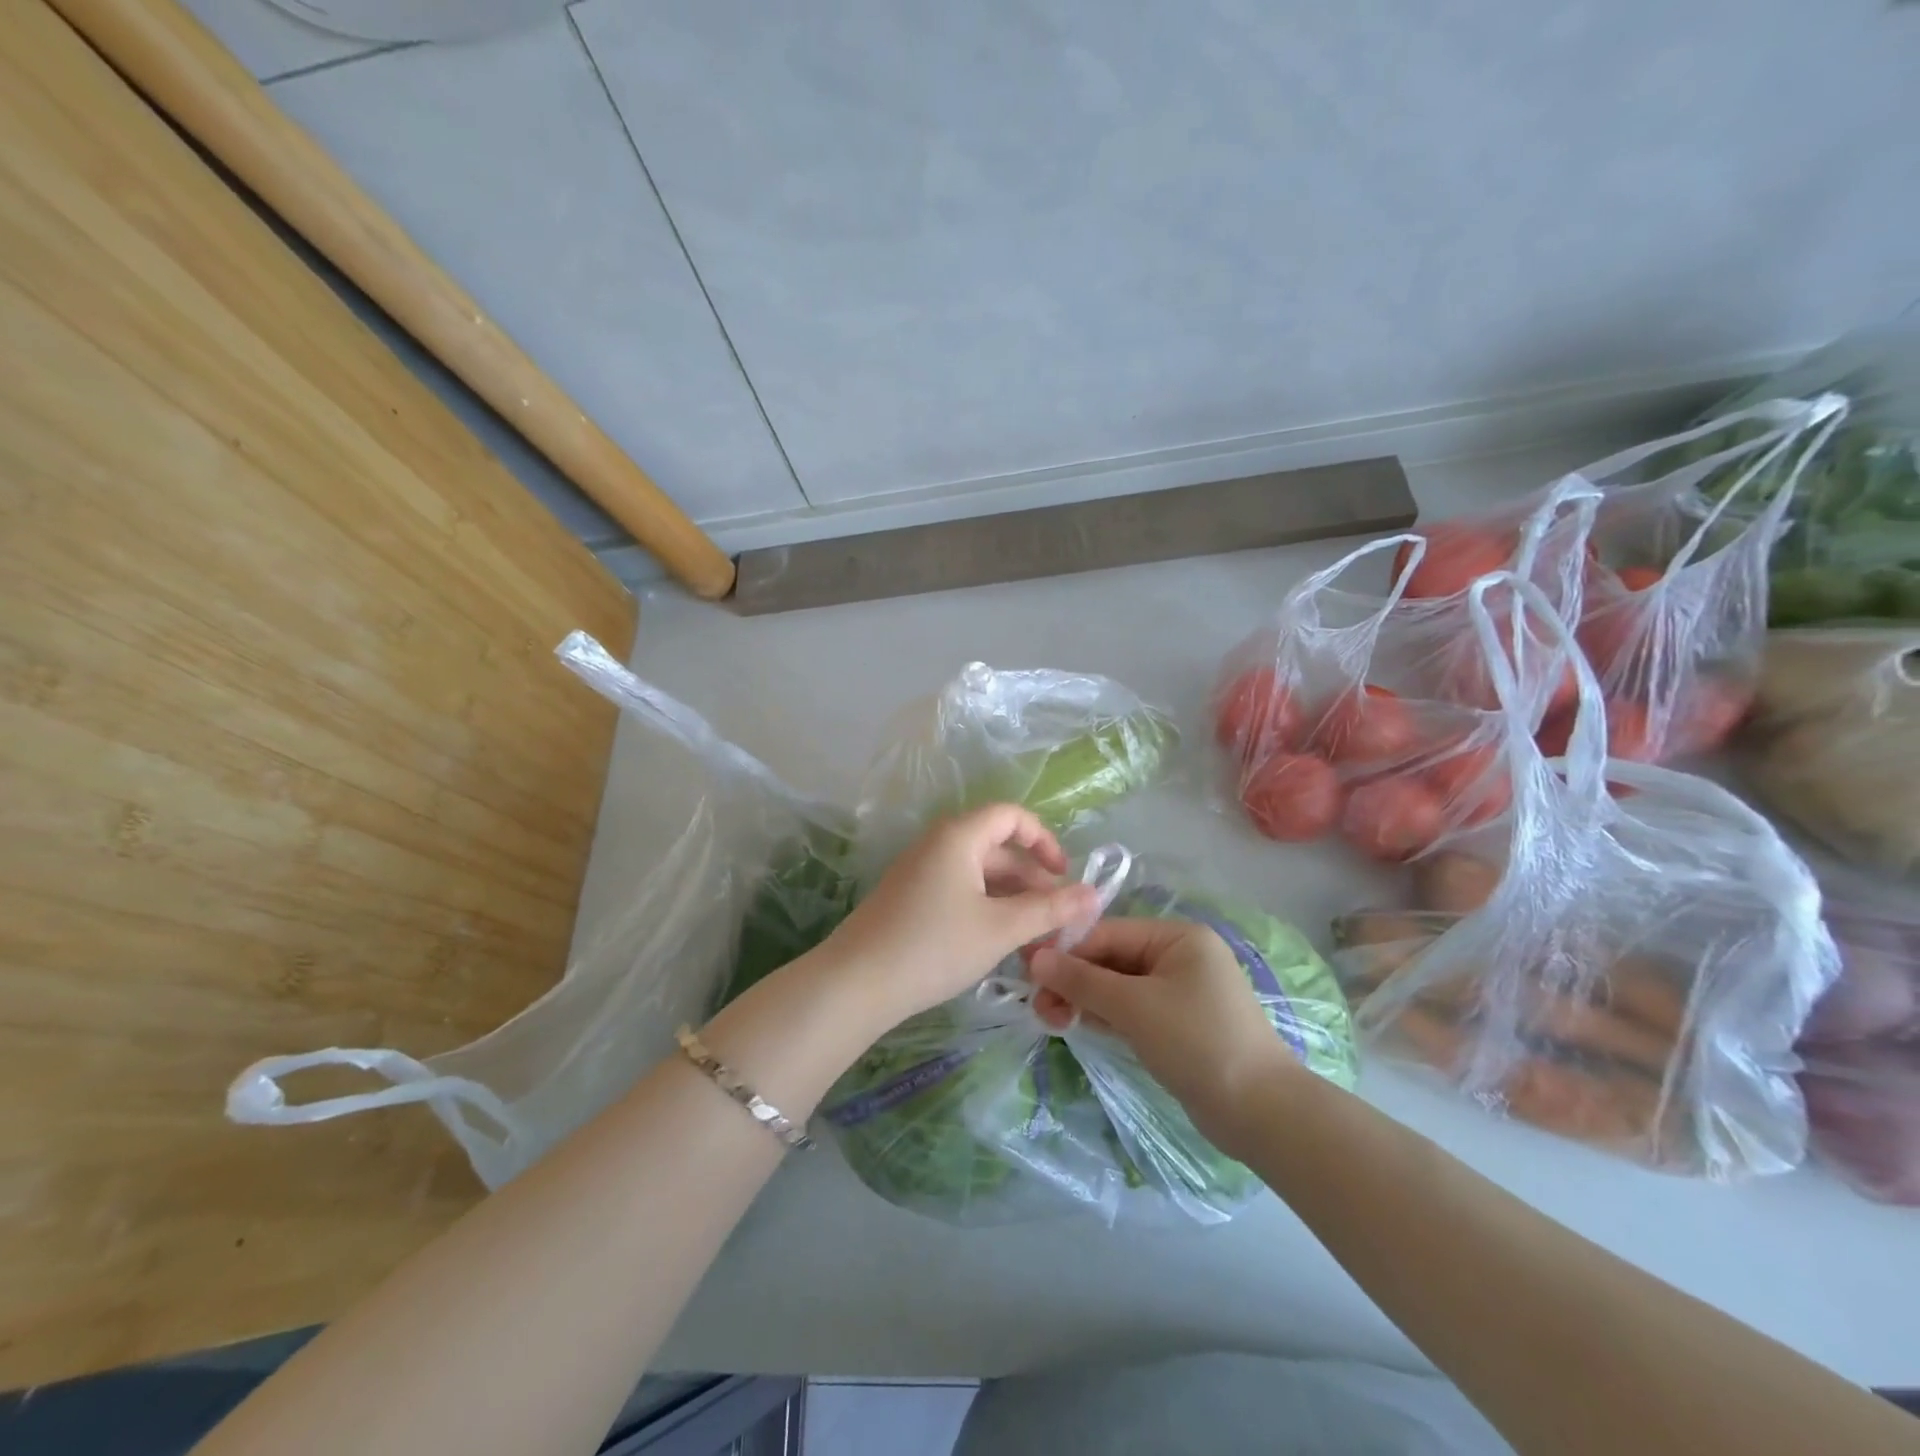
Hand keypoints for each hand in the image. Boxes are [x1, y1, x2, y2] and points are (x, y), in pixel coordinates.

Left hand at [822, 804, 1098, 1030]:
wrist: (856, 983)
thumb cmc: (934, 946)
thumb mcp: (1000, 928)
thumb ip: (1049, 909)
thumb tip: (1093, 894)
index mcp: (959, 836)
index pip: (1011, 816)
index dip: (1044, 840)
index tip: (1064, 876)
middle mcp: (938, 844)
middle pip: (997, 849)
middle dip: (1031, 881)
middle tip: (1056, 922)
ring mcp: (919, 871)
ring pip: (978, 875)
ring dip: (1010, 901)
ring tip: (1033, 941)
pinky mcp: (909, 898)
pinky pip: (958, 891)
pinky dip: (985, 909)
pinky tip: (997, 945)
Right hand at [1029, 918, 1301, 1153]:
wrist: (1261, 1113)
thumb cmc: (1197, 1042)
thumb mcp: (1134, 1006)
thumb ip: (1082, 980)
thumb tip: (1035, 958)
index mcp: (1177, 937)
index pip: (1108, 933)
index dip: (1066, 950)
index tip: (1026, 969)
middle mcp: (1179, 956)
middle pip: (1111, 959)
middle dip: (1073, 979)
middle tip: (1038, 1005)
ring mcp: (1179, 992)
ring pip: (1118, 986)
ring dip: (1084, 999)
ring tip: (1050, 1019)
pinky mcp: (1177, 1024)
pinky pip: (1131, 1009)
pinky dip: (1104, 1015)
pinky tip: (1076, 1025)